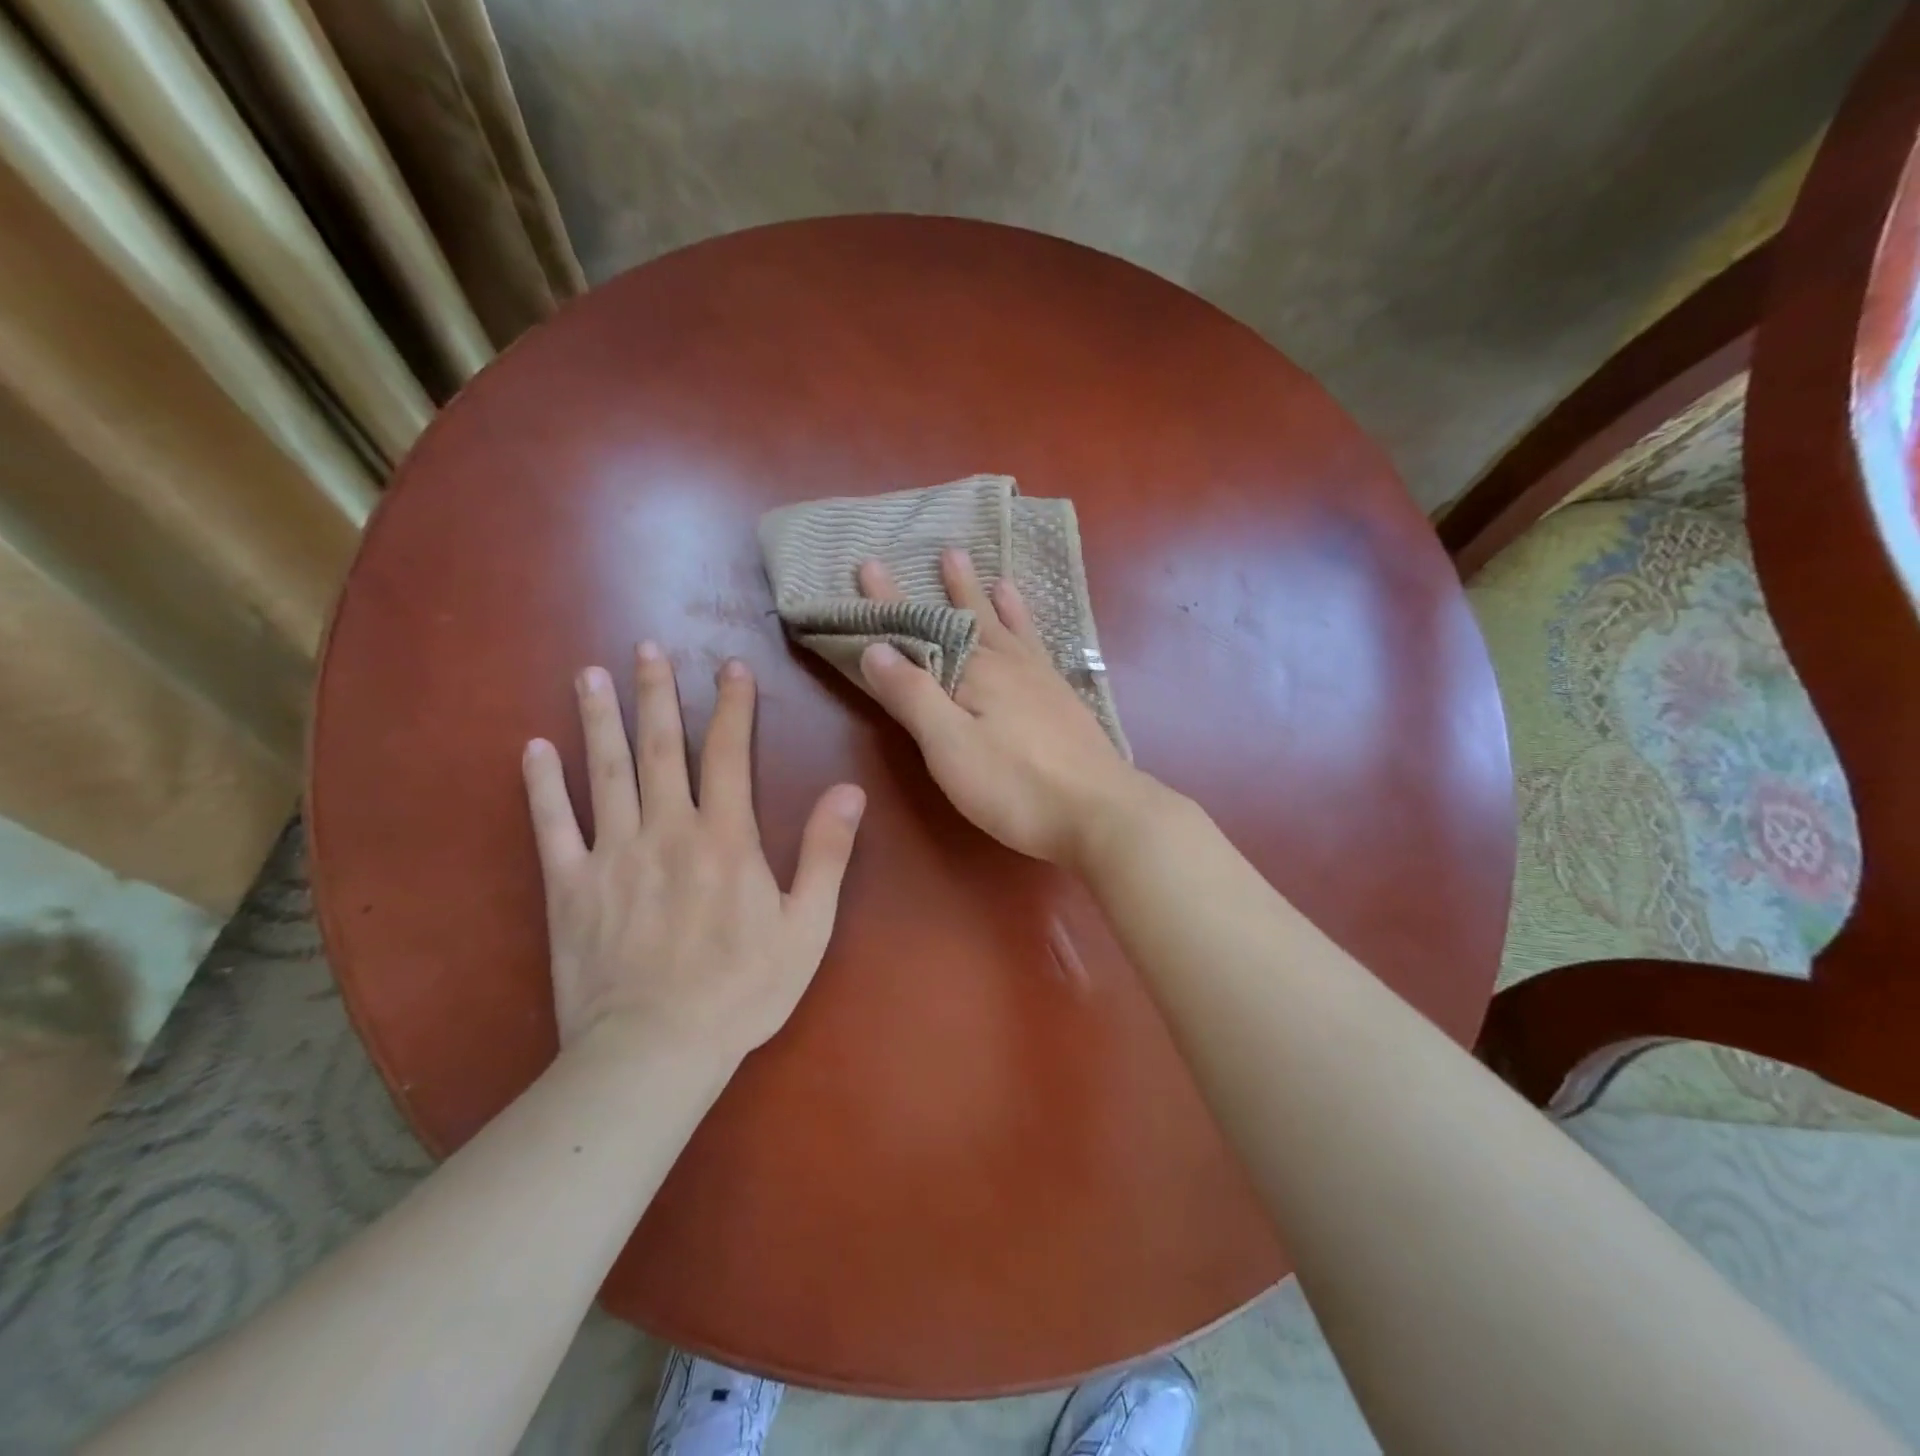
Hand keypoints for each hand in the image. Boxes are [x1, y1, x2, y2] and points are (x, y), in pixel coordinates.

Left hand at [521, 644, 865, 1069]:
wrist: (653, 1051)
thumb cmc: (741, 990)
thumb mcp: (806, 927)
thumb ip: (826, 854)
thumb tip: (850, 790)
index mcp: (724, 839)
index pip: (729, 754)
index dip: (732, 707)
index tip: (730, 668)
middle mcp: (666, 830)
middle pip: (660, 748)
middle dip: (656, 694)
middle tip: (647, 647)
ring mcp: (611, 855)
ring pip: (603, 771)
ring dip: (598, 718)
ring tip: (589, 673)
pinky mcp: (568, 886)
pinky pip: (551, 825)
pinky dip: (542, 784)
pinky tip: (534, 748)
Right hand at [857, 549, 1144, 867]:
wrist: (1101, 813)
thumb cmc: (1016, 785)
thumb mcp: (950, 745)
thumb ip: (913, 695)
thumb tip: (875, 646)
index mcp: (976, 671)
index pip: (922, 627)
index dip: (890, 600)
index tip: (870, 563)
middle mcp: (1010, 664)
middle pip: (974, 618)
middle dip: (955, 587)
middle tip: (949, 550)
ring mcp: (1043, 682)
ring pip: (1014, 630)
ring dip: (999, 602)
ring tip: (997, 577)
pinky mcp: (1065, 703)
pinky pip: (1041, 650)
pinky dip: (1033, 634)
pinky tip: (1036, 638)